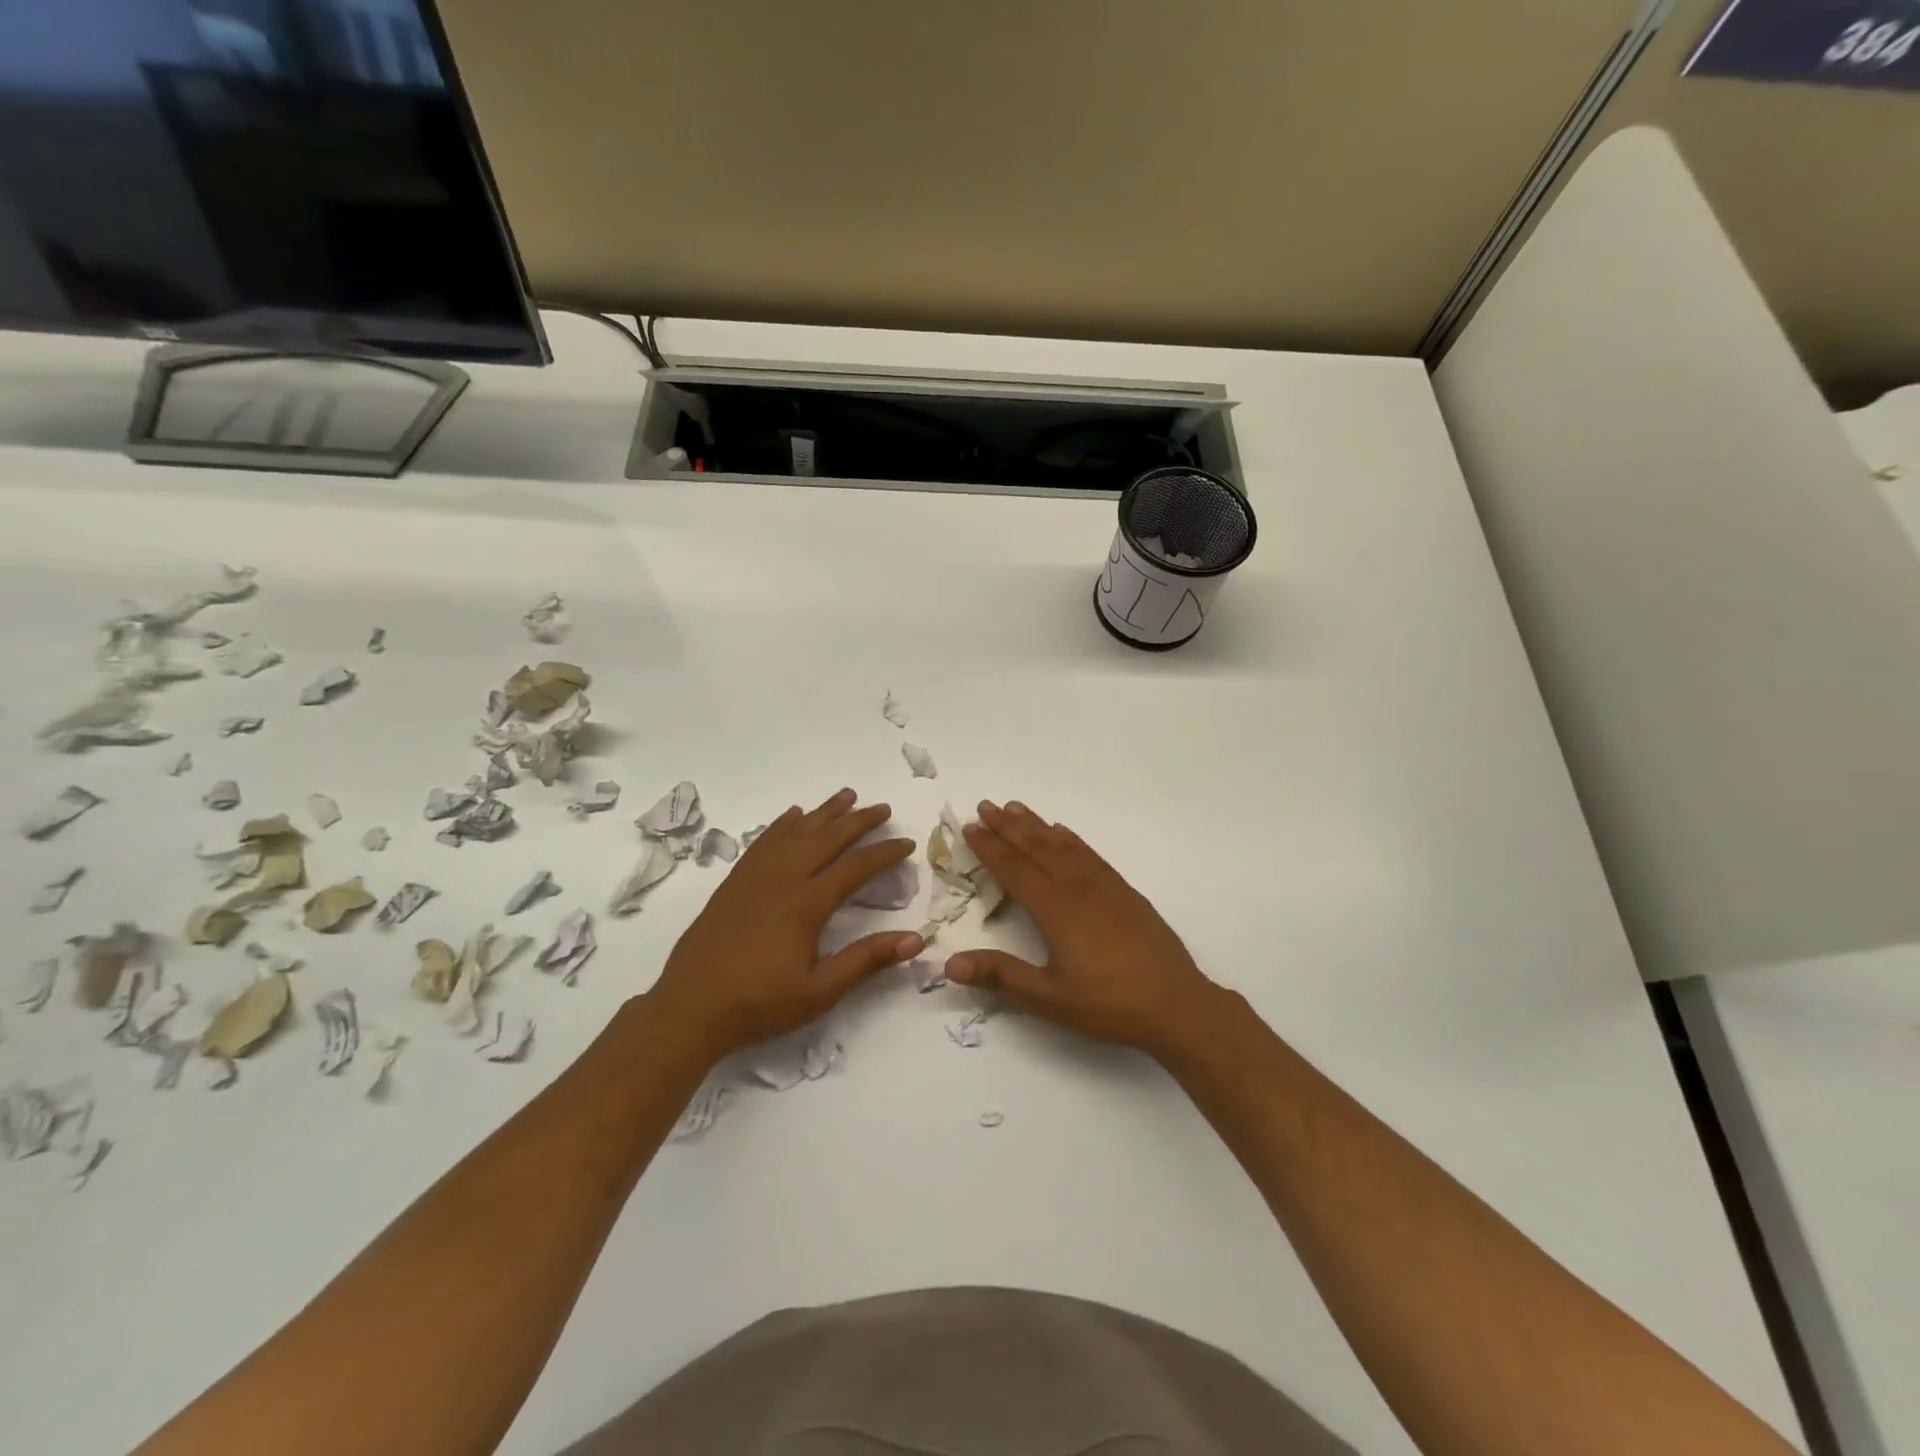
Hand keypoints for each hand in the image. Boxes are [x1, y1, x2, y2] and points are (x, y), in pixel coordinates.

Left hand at [646, 789, 921, 1062]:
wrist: (689, 1010)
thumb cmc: (759, 1004)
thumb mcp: (820, 992)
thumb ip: (866, 961)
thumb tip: (915, 939)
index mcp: (806, 905)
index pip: (855, 868)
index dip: (884, 853)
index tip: (907, 843)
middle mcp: (782, 879)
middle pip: (826, 838)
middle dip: (858, 821)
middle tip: (882, 808)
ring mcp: (754, 877)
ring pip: (795, 832)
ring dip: (823, 812)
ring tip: (846, 796)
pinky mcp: (734, 883)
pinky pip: (764, 841)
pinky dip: (783, 824)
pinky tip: (792, 816)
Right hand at [946, 800, 1223, 1058]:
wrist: (1176, 1003)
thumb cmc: (1108, 1003)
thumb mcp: (1049, 998)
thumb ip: (1001, 976)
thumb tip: (949, 964)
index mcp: (1055, 909)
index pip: (1014, 869)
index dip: (990, 847)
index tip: (970, 827)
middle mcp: (1077, 887)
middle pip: (1036, 847)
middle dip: (1008, 826)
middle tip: (985, 805)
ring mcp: (1104, 886)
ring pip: (1062, 845)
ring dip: (1036, 825)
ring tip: (1015, 807)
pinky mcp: (1124, 891)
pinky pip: (1089, 853)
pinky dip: (1070, 838)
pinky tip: (1063, 833)